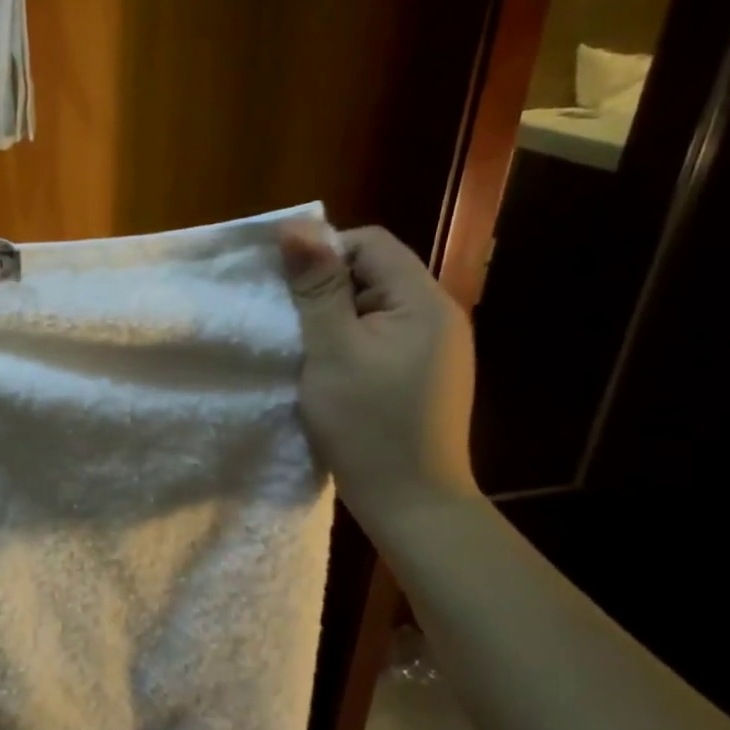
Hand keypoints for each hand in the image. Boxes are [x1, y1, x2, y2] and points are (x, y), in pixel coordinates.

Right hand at [278, 221, 478, 534]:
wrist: (412, 503)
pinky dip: (353, 345)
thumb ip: (316, 287)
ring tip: (310, 353)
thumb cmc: (367, 425)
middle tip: (295, 327)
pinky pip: (384, 338)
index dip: (324, 254)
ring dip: (338, 320)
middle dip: (329, 290)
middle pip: (376, 273)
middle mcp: (439, 315)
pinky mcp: (426, 375)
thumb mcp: (332, 350)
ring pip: (377, 308)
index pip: (371, 243)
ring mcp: (437, 348)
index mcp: (423, 301)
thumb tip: (296, 226)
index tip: (289, 292)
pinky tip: (334, 373)